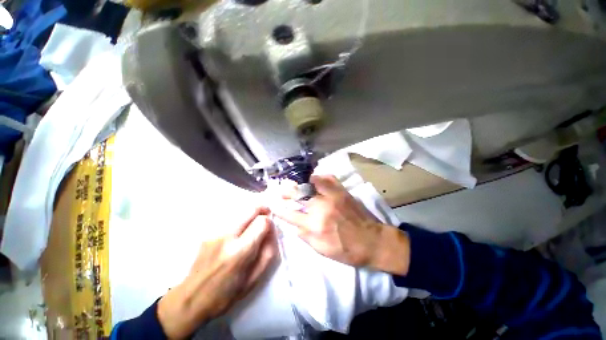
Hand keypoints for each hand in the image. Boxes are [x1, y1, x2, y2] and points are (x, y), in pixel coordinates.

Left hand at [158, 207, 275, 338]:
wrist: (191, 299)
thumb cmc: (226, 294)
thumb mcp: (254, 279)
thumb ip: (268, 252)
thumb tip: (272, 232)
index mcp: (240, 252)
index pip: (261, 222)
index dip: (269, 222)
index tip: (270, 228)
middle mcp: (226, 237)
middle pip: (250, 209)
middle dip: (262, 209)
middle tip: (267, 214)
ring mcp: (214, 232)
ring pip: (240, 210)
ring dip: (251, 213)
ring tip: (253, 224)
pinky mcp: (208, 231)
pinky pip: (230, 217)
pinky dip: (240, 218)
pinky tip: (239, 230)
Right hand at [273, 175, 409, 275]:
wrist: (373, 241)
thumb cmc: (347, 250)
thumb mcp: (322, 250)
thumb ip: (305, 236)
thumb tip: (293, 225)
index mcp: (315, 225)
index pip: (290, 214)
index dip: (279, 208)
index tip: (273, 204)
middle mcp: (322, 207)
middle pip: (298, 193)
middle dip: (287, 191)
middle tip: (282, 190)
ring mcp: (333, 196)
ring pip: (311, 182)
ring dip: (301, 182)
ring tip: (296, 184)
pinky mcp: (342, 191)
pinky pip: (328, 178)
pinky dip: (319, 178)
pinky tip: (315, 180)